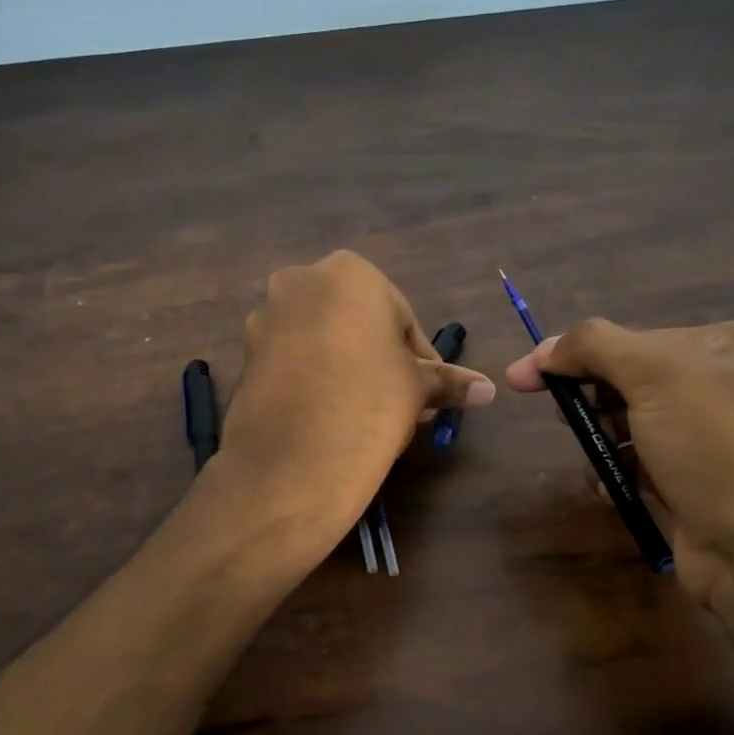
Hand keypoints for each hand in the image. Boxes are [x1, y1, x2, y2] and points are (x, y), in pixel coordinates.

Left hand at [215, 251, 494, 542]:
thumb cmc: (370, 404)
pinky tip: (325, 414)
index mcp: (349, 273)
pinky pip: (291, 360)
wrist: (293, 461)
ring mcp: (265, 317)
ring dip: (344, 367)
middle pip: (356, 323)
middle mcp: (300, 281)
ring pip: (321, 339)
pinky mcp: (244, 354)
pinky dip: (311, 378)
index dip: (417, 358)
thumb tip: (489, 390)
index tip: (425, 391)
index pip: (400, 316)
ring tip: (361, 412)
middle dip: (378, 358)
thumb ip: (450, 381)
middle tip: (396, 401)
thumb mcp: (417, 389)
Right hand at [504, 318, 733, 603]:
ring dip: (601, 438)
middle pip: (629, 378)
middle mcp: (723, 382)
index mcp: (725, 343)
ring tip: (596, 459)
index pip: (631, 337)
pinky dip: (617, 469)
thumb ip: (594, 346)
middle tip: (565, 418)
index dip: (574, 355)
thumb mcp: (655, 374)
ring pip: (631, 421)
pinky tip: (608, 485)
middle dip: (590, 398)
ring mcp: (712, 435)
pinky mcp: (699, 479)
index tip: (524, 378)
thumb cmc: (714, 447)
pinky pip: (642, 460)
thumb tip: (543, 351)